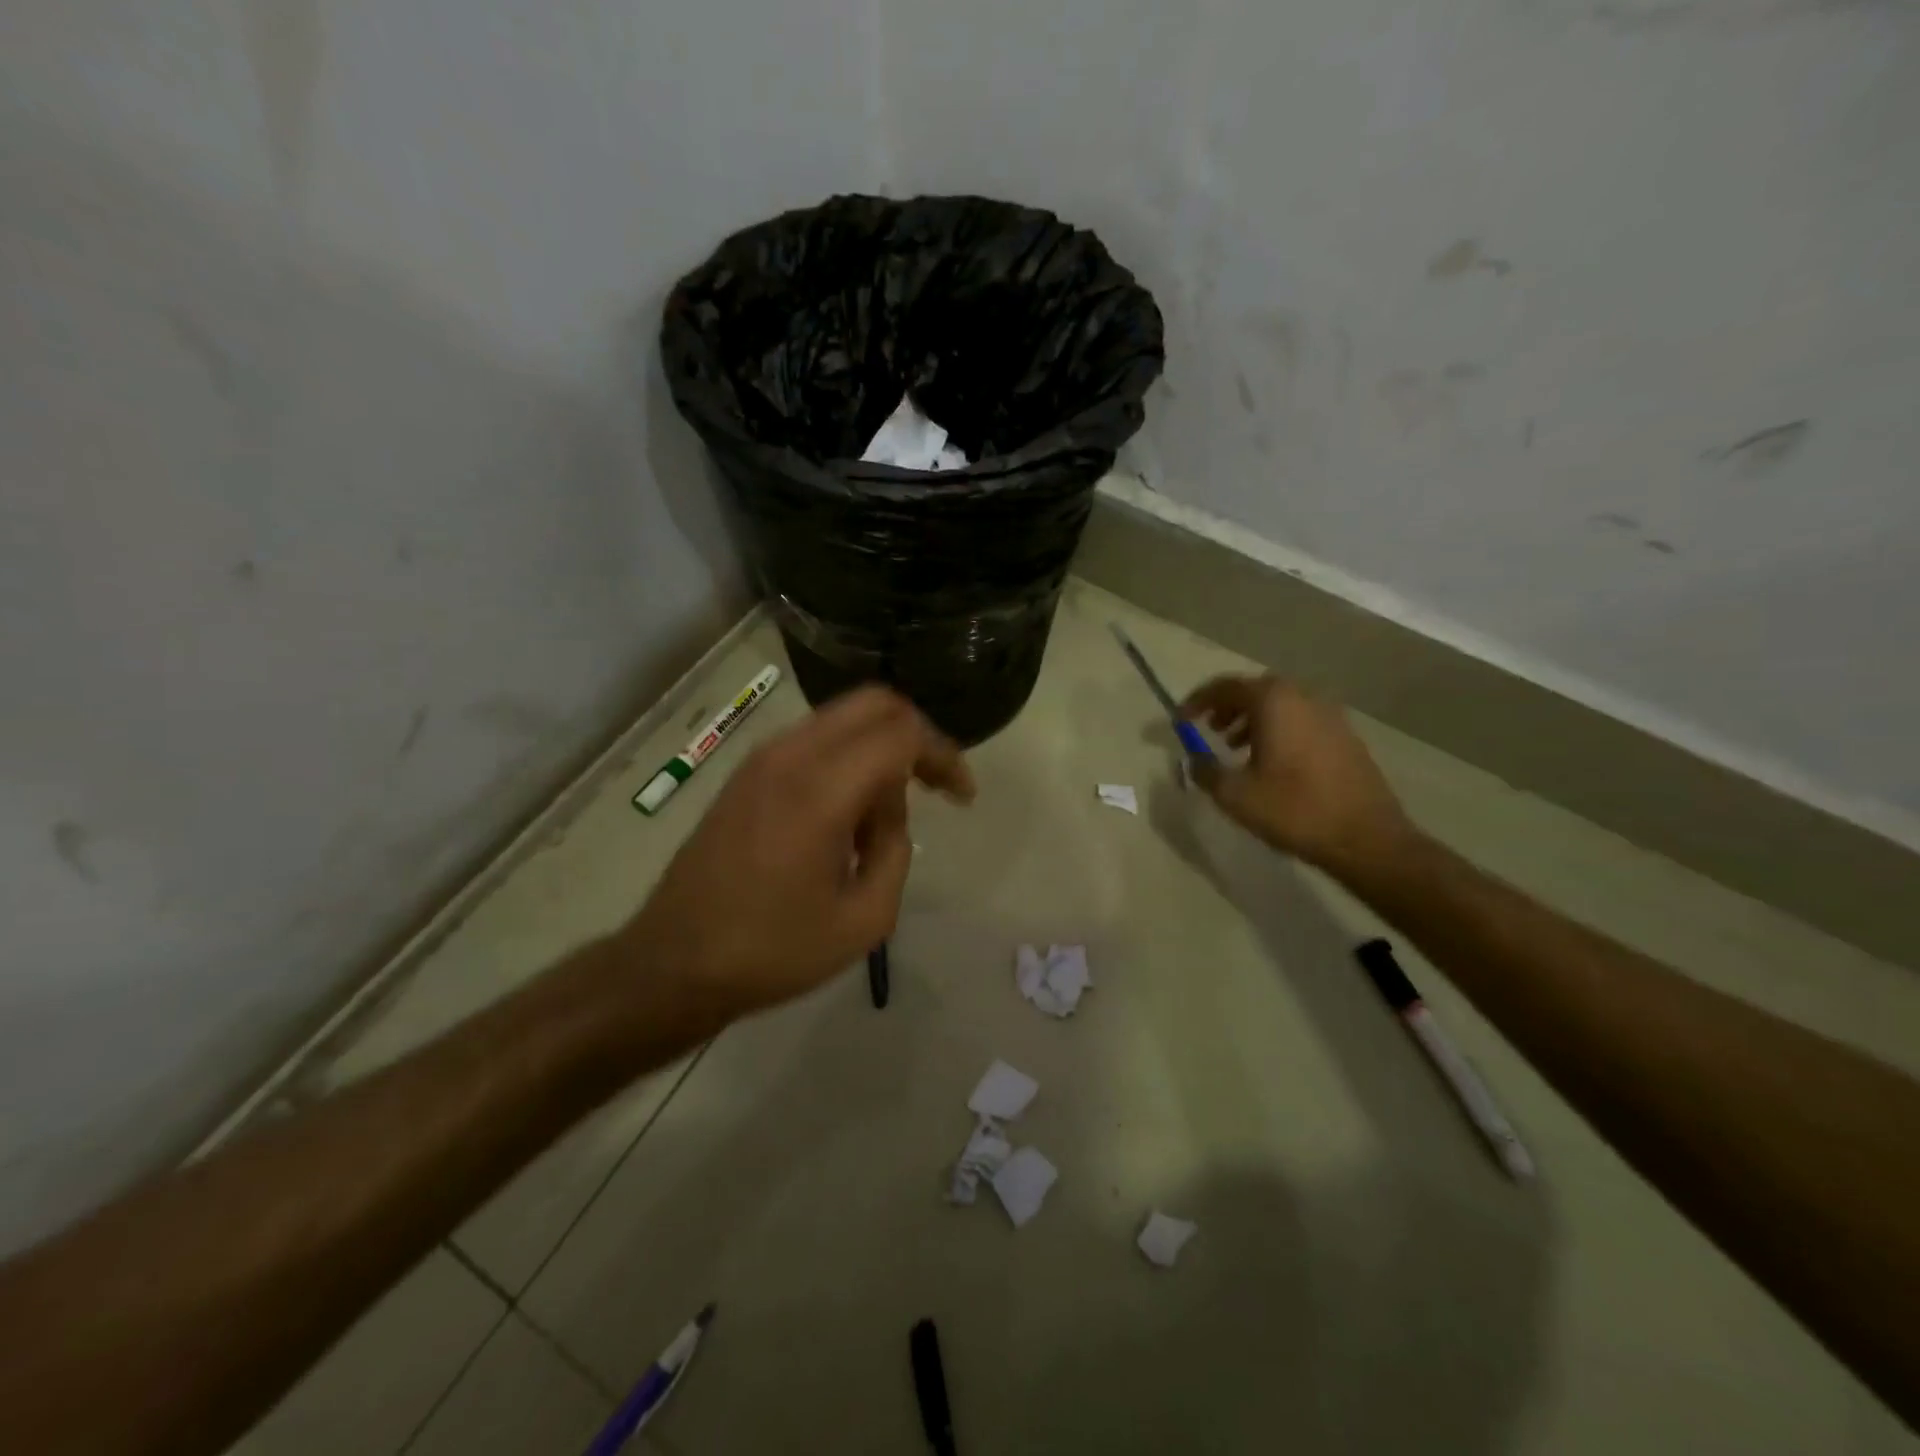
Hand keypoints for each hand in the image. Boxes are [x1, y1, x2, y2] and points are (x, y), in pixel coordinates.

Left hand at [626, 686, 973, 1022]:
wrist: (673, 962)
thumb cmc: (772, 950)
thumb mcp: (864, 919)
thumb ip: (895, 851)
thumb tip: (889, 813)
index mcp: (822, 789)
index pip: (902, 733)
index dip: (944, 755)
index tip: (962, 797)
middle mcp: (791, 755)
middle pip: (874, 704)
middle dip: (917, 735)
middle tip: (935, 785)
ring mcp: (762, 759)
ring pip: (842, 718)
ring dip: (878, 749)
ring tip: (884, 818)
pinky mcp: (746, 773)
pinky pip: (814, 741)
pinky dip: (846, 759)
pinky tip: (845, 816)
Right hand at [1180, 674, 1415, 875]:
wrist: (1366, 838)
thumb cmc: (1294, 809)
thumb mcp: (1235, 794)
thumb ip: (1205, 770)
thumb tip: (1193, 759)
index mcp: (1274, 702)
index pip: (1226, 686)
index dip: (1198, 701)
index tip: (1180, 720)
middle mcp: (1304, 697)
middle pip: (1256, 690)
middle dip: (1227, 707)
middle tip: (1208, 729)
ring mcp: (1330, 715)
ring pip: (1280, 705)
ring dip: (1252, 719)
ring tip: (1234, 748)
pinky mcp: (1345, 736)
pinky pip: (1300, 721)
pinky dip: (1277, 730)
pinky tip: (1269, 762)